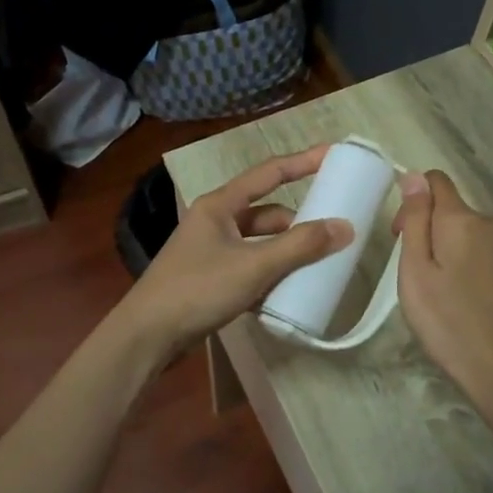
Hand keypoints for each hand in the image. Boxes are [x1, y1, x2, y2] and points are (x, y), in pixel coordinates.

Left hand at [120, 146, 352, 355]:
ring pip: (259, 244)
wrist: (148, 336)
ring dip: (285, 253)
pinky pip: (250, 269)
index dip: (302, 162)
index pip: (268, 173)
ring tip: (317, 266)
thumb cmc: (198, 289)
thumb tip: (345, 227)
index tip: (333, 155)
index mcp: (220, 205)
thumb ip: (300, 246)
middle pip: (266, 213)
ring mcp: (210, 252)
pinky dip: (269, 276)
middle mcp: (214, 222)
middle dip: (298, 223)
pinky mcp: (210, 280)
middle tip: (332, 233)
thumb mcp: (254, 266)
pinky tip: (288, 293)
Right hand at [393, 170, 492, 413]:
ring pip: (469, 234)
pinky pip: (486, 254)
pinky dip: (470, 267)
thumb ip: (415, 220)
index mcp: (464, 219)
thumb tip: (413, 177)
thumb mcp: (415, 271)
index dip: (412, 200)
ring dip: (450, 251)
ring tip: (441, 294)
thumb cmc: (448, 322)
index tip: (400, 236)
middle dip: (430, 231)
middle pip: (452, 211)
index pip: (435, 181)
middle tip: (416, 277)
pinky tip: (465, 302)